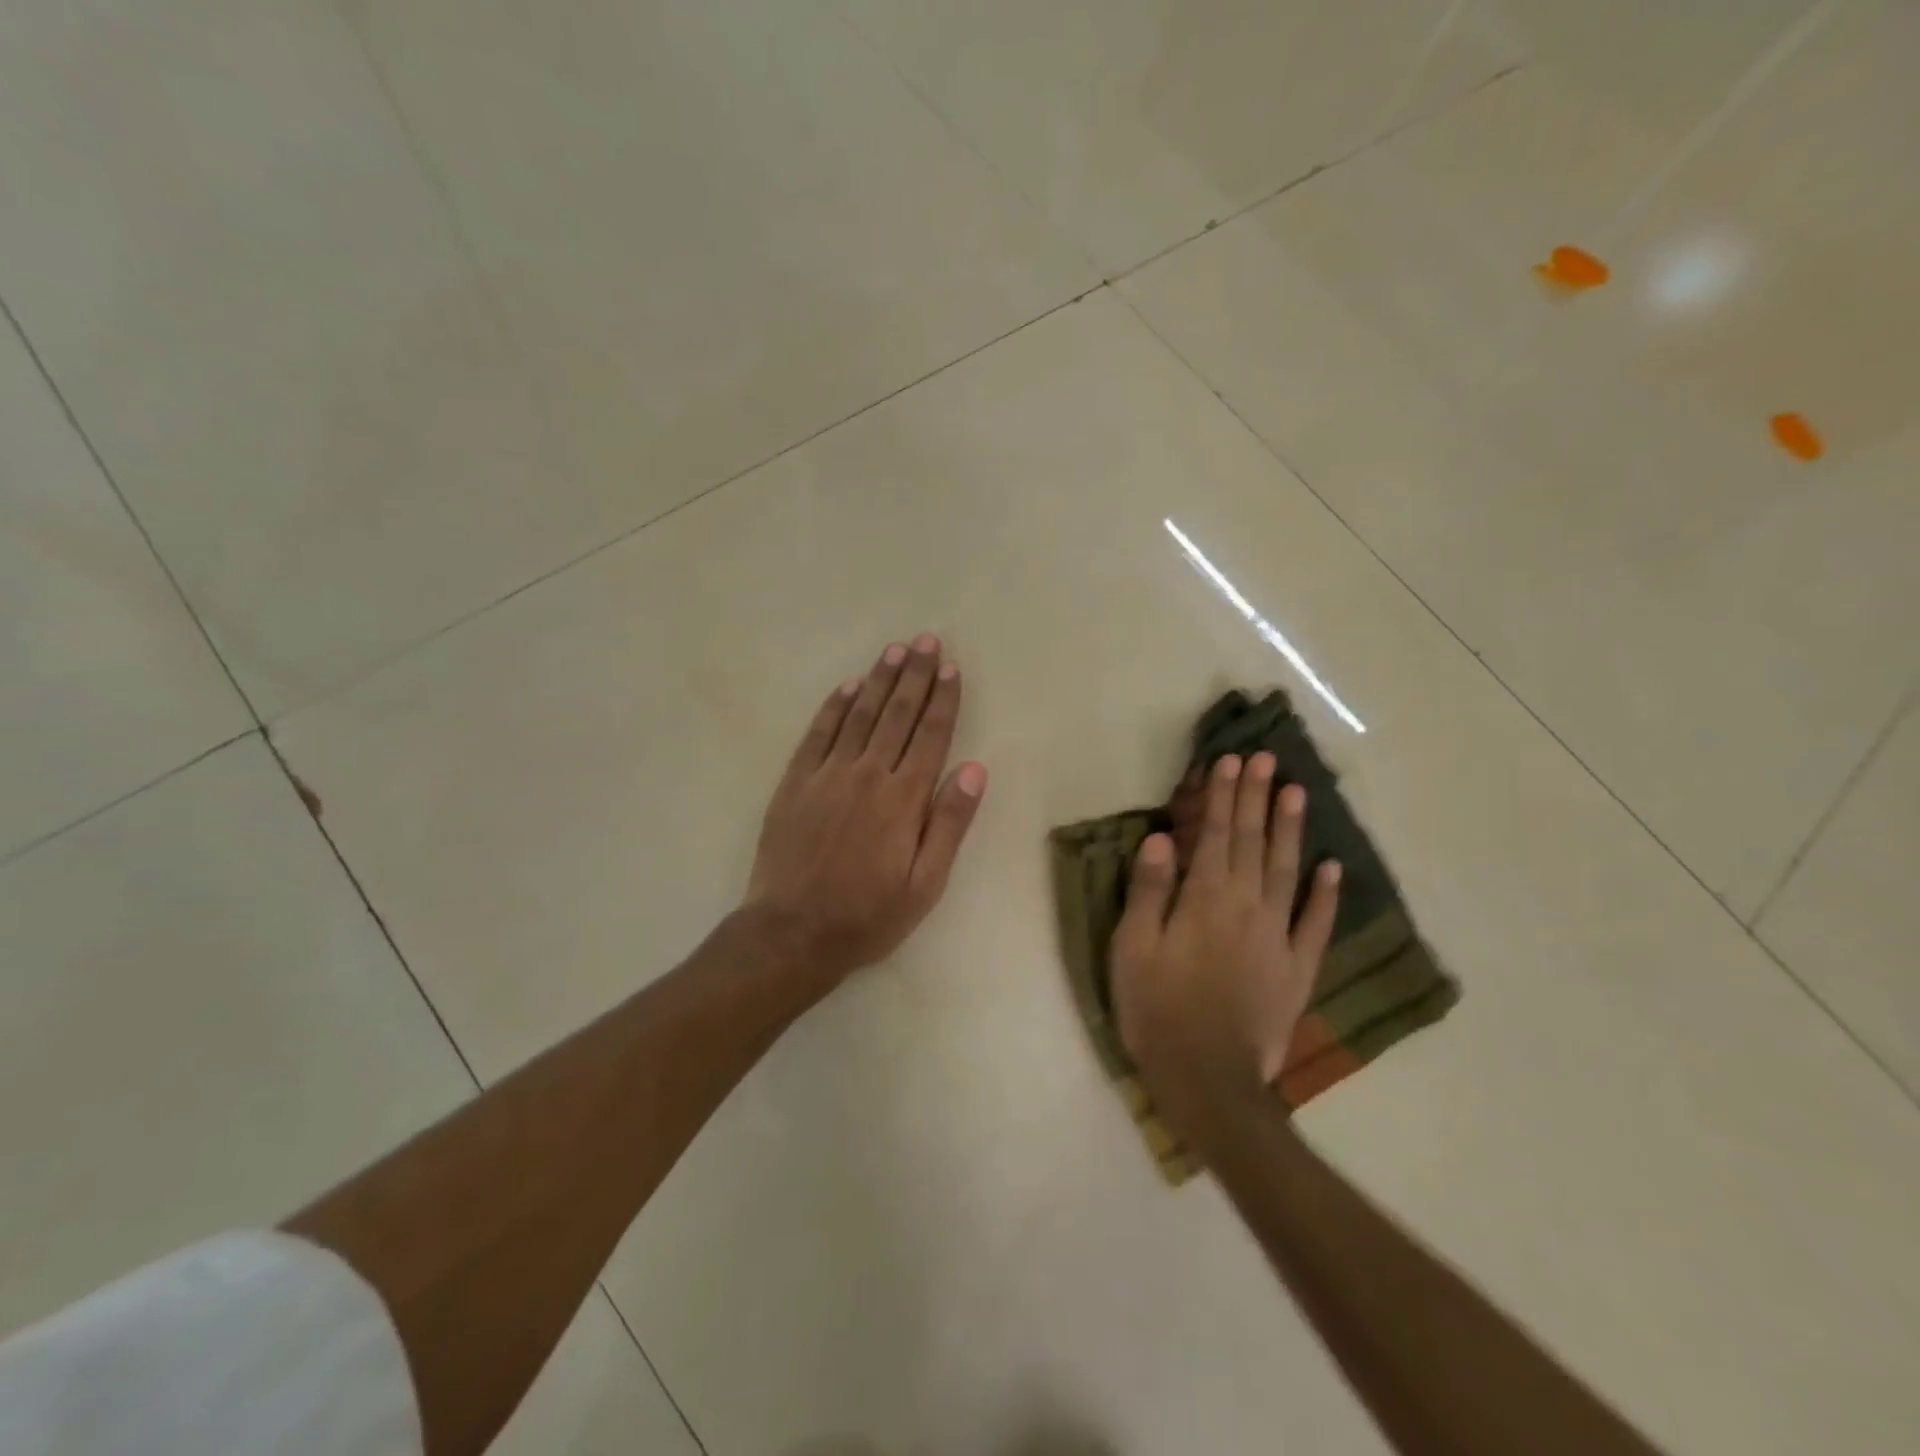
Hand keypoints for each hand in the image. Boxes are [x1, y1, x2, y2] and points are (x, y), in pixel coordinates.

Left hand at [743, 635, 987, 988]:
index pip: (930, 736)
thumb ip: (950, 824)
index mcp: (903, 799)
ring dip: (878, 680)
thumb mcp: (925, 885)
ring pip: (859, 716)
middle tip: (926, 641)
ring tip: (894, 650)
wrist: (791, 933)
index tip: (951, 668)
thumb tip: (976, 769)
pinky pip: (818, 734)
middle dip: (914, 675)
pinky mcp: (795, 783)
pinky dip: (834, 707)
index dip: (943, 700)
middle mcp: (867, 775)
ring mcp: (827, 775)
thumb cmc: (867, 916)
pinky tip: (847, 687)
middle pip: (897, 715)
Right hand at [1110, 752, 1340, 1121]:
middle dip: (1257, 798)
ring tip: (1297, 793)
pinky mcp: (1297, 969)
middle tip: (1267, 760)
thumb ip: (1148, 890)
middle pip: (1253, 842)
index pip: (1216, 835)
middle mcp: (1246, 907)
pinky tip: (1332, 868)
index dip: (1223, 797)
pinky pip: (1315, 924)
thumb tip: (1162, 838)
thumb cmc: (1157, 1010)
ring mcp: (1278, 937)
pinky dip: (1325, 894)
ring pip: (1287, 871)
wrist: (1208, 1080)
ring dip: (1291, 830)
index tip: (1231, 762)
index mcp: (1204, 899)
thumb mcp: (1133, 948)